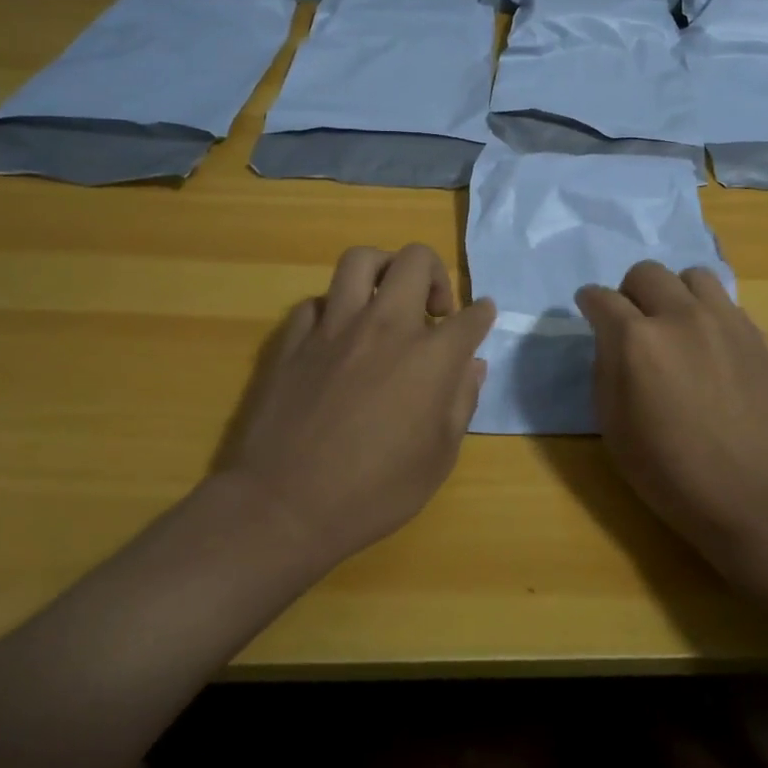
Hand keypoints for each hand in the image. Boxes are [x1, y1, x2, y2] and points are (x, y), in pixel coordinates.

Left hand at [219, 244, 495, 565]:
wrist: (284, 506)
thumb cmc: (375, 492)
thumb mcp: (439, 458)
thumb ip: (461, 402)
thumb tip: (472, 366)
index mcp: (430, 357)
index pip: (471, 316)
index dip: (482, 314)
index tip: (481, 317)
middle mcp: (385, 326)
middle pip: (415, 260)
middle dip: (435, 274)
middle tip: (433, 309)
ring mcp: (334, 327)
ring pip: (360, 260)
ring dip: (382, 270)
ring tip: (386, 300)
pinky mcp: (294, 339)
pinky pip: (317, 302)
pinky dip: (334, 310)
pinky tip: (338, 337)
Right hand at [576, 262, 767, 566]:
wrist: (758, 498)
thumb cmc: (673, 474)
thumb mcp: (615, 429)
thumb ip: (605, 370)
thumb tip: (611, 340)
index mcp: (637, 340)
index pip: (601, 298)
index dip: (590, 303)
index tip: (589, 311)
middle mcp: (680, 316)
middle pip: (646, 273)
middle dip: (630, 292)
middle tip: (632, 322)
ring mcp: (725, 321)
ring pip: (692, 276)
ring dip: (675, 293)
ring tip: (676, 325)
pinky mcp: (756, 335)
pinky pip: (725, 302)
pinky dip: (708, 312)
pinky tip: (710, 345)